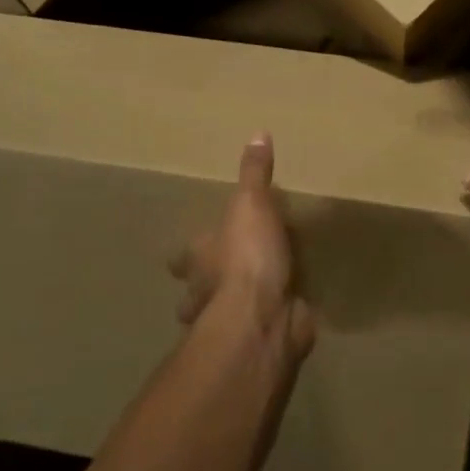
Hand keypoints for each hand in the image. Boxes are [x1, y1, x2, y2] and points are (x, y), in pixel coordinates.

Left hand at [172, 134, 315, 360]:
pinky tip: (286, 313)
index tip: (190, 251)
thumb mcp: (252, 204)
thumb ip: (254, 174)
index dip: (187, 254)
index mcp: (200, 259)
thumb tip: (258, 132)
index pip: (183, 257)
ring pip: (224, 315)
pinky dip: (272, 321)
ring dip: (234, 308)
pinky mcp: (259, 338)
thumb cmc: (246, 256)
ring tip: (254, 298)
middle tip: (220, 279)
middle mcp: (206, 292)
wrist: (263, 318)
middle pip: (197, 291)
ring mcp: (230, 321)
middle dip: (205, 288)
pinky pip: (264, 327)